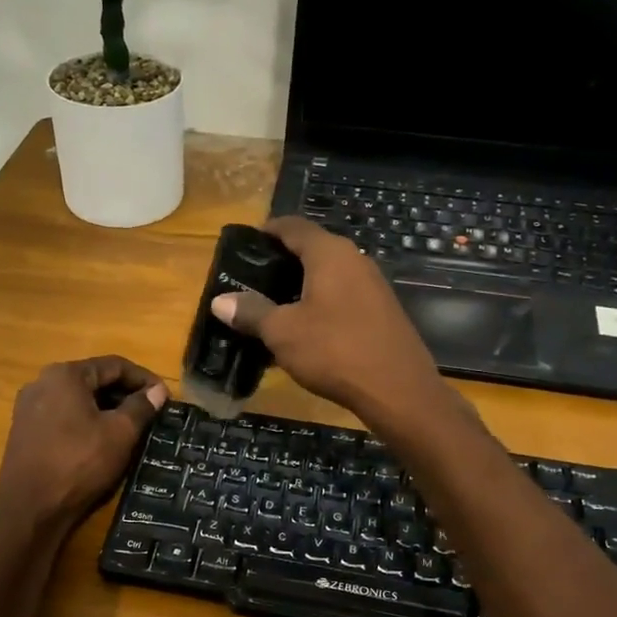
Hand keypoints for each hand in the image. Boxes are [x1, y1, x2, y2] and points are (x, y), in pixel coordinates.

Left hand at [0, 356, 166, 531]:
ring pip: (77, 399)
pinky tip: (100, 442)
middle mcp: (42, 382)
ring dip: (106, 409)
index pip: (114, 365)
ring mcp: (29, 407)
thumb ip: (141, 407)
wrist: (30, 509)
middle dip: (124, 394)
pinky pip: (63, 417)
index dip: (144, 379)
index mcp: (65, 375)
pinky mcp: (24, 431)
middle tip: (150, 414)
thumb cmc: (79, 463)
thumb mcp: (120, 434)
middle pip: (93, 380)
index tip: (164, 396)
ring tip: (130, 429)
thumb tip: (158, 390)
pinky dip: (85, 422)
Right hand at [210, 216, 445, 422]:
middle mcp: (355, 260)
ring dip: (299, 289)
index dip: (267, 231)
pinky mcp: (381, 313)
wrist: (397, 390)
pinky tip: (302, 333)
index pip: (293, 226)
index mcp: (330, 253)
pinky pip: (341, 299)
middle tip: (250, 282)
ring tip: (271, 310)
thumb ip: (251, 312)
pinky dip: (318, 307)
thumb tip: (219, 301)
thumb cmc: (334, 350)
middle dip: (280, 264)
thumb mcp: (282, 332)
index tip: (244, 244)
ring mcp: (372, 287)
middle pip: (311, 250)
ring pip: (327, 277)